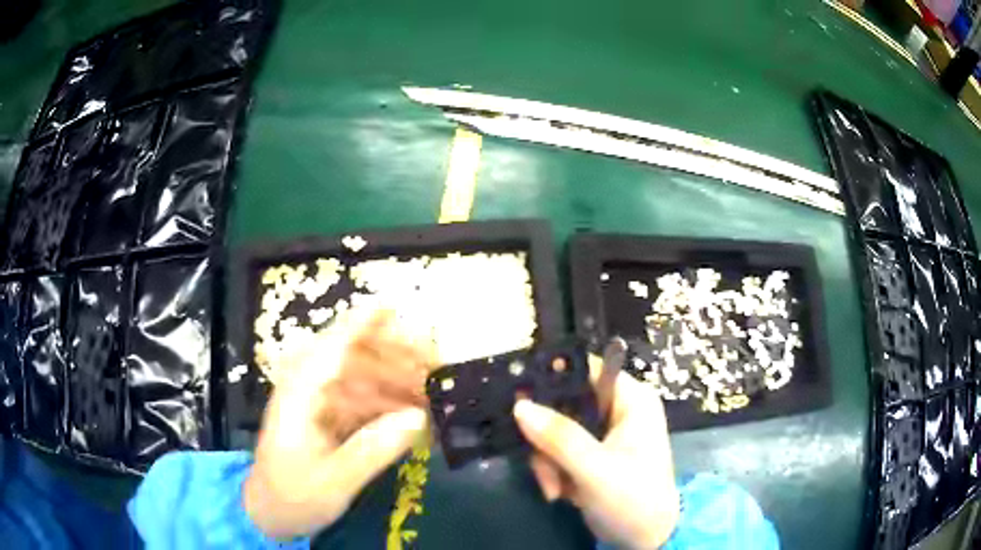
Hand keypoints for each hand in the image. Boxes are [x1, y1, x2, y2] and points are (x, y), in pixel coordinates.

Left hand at [244, 308, 435, 538]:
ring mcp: (317, 402)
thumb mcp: (333, 482)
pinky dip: (387, 404)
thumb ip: (372, 450)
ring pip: (361, 377)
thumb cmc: (292, 497)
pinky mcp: (326, 417)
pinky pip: (361, 400)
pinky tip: (413, 416)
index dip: (364, 322)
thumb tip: (418, 418)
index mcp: (300, 394)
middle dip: (394, 355)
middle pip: (353, 355)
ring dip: (396, 380)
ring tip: (433, 392)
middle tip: (437, 365)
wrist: (269, 513)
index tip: (398, 306)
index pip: (333, 345)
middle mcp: (307, 388)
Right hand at [513, 359, 679, 549]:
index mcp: (631, 401)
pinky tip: (559, 493)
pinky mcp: (591, 456)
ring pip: (556, 430)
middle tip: (542, 463)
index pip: (588, 370)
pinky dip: (553, 471)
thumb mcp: (595, 469)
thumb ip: (560, 437)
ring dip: (548, 461)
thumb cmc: (632, 498)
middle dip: (548, 438)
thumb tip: (520, 405)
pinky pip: (558, 451)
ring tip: (554, 489)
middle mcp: (618, 411)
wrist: (644, 538)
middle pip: (565, 404)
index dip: (554, 380)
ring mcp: (603, 435)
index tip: (522, 400)